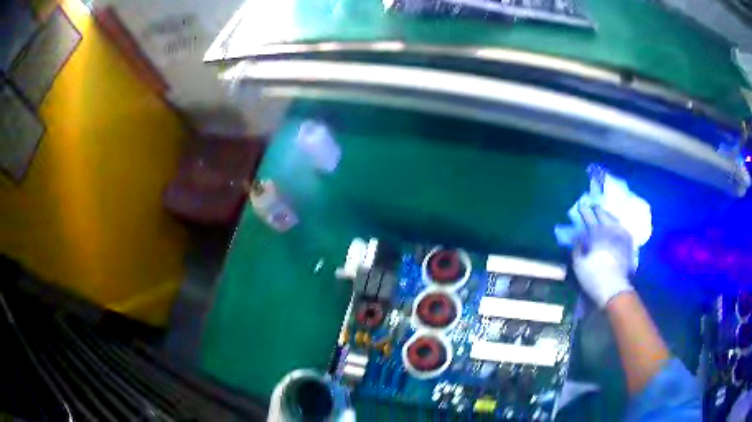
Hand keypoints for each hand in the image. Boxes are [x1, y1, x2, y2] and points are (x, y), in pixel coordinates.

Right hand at [572, 203, 634, 307]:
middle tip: (592, 206)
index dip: (583, 211)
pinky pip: (621, 227)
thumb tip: (577, 237)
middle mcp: (609, 230)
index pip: (588, 217)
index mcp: (596, 233)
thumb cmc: (594, 277)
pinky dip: (616, 223)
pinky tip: (614, 224)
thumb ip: (577, 248)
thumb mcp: (579, 265)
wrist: (615, 289)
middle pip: (603, 215)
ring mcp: (620, 235)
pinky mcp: (628, 243)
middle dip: (596, 210)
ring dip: (607, 215)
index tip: (580, 206)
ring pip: (613, 219)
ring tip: (603, 213)